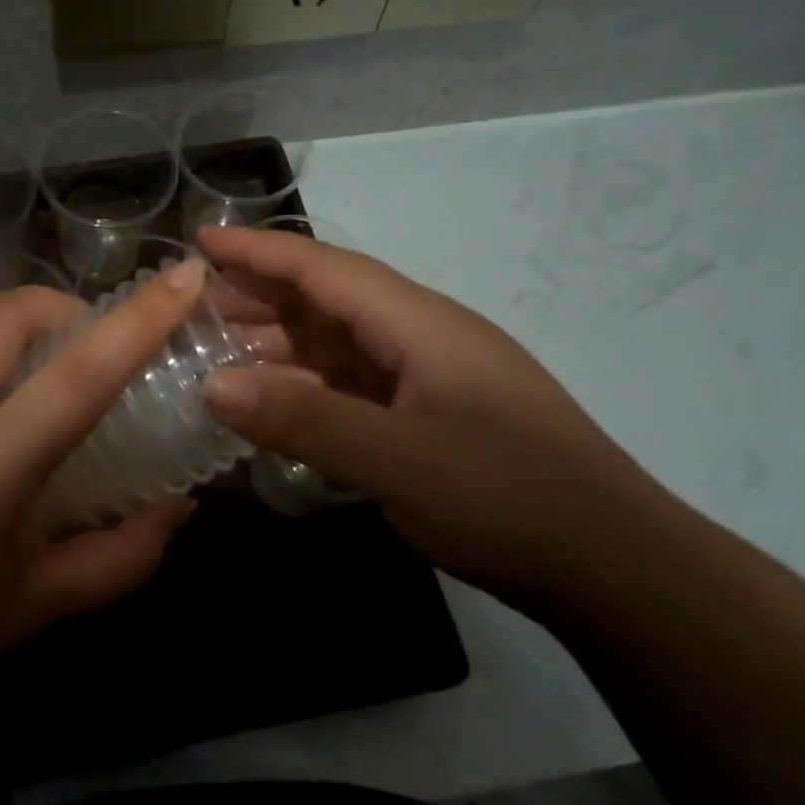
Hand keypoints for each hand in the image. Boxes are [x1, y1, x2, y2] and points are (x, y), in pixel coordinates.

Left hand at [0, 263, 207, 775]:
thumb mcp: (40, 605)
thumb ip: (125, 556)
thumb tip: (179, 508)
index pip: (83, 371)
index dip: (142, 318)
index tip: (184, 276)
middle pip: (9, 312)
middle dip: (62, 310)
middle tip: (84, 351)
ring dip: (5, 357)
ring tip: (10, 416)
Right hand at [199, 226, 663, 599]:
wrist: (613, 566)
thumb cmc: (509, 500)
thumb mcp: (399, 461)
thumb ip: (305, 419)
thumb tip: (211, 384)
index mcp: (420, 324)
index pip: (325, 270)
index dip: (259, 251)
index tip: (200, 238)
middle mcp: (423, 338)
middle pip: (329, 301)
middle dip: (260, 296)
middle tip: (192, 308)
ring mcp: (429, 379)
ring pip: (339, 345)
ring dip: (279, 343)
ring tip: (217, 352)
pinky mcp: (430, 418)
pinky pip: (353, 386)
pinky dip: (306, 386)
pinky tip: (275, 402)